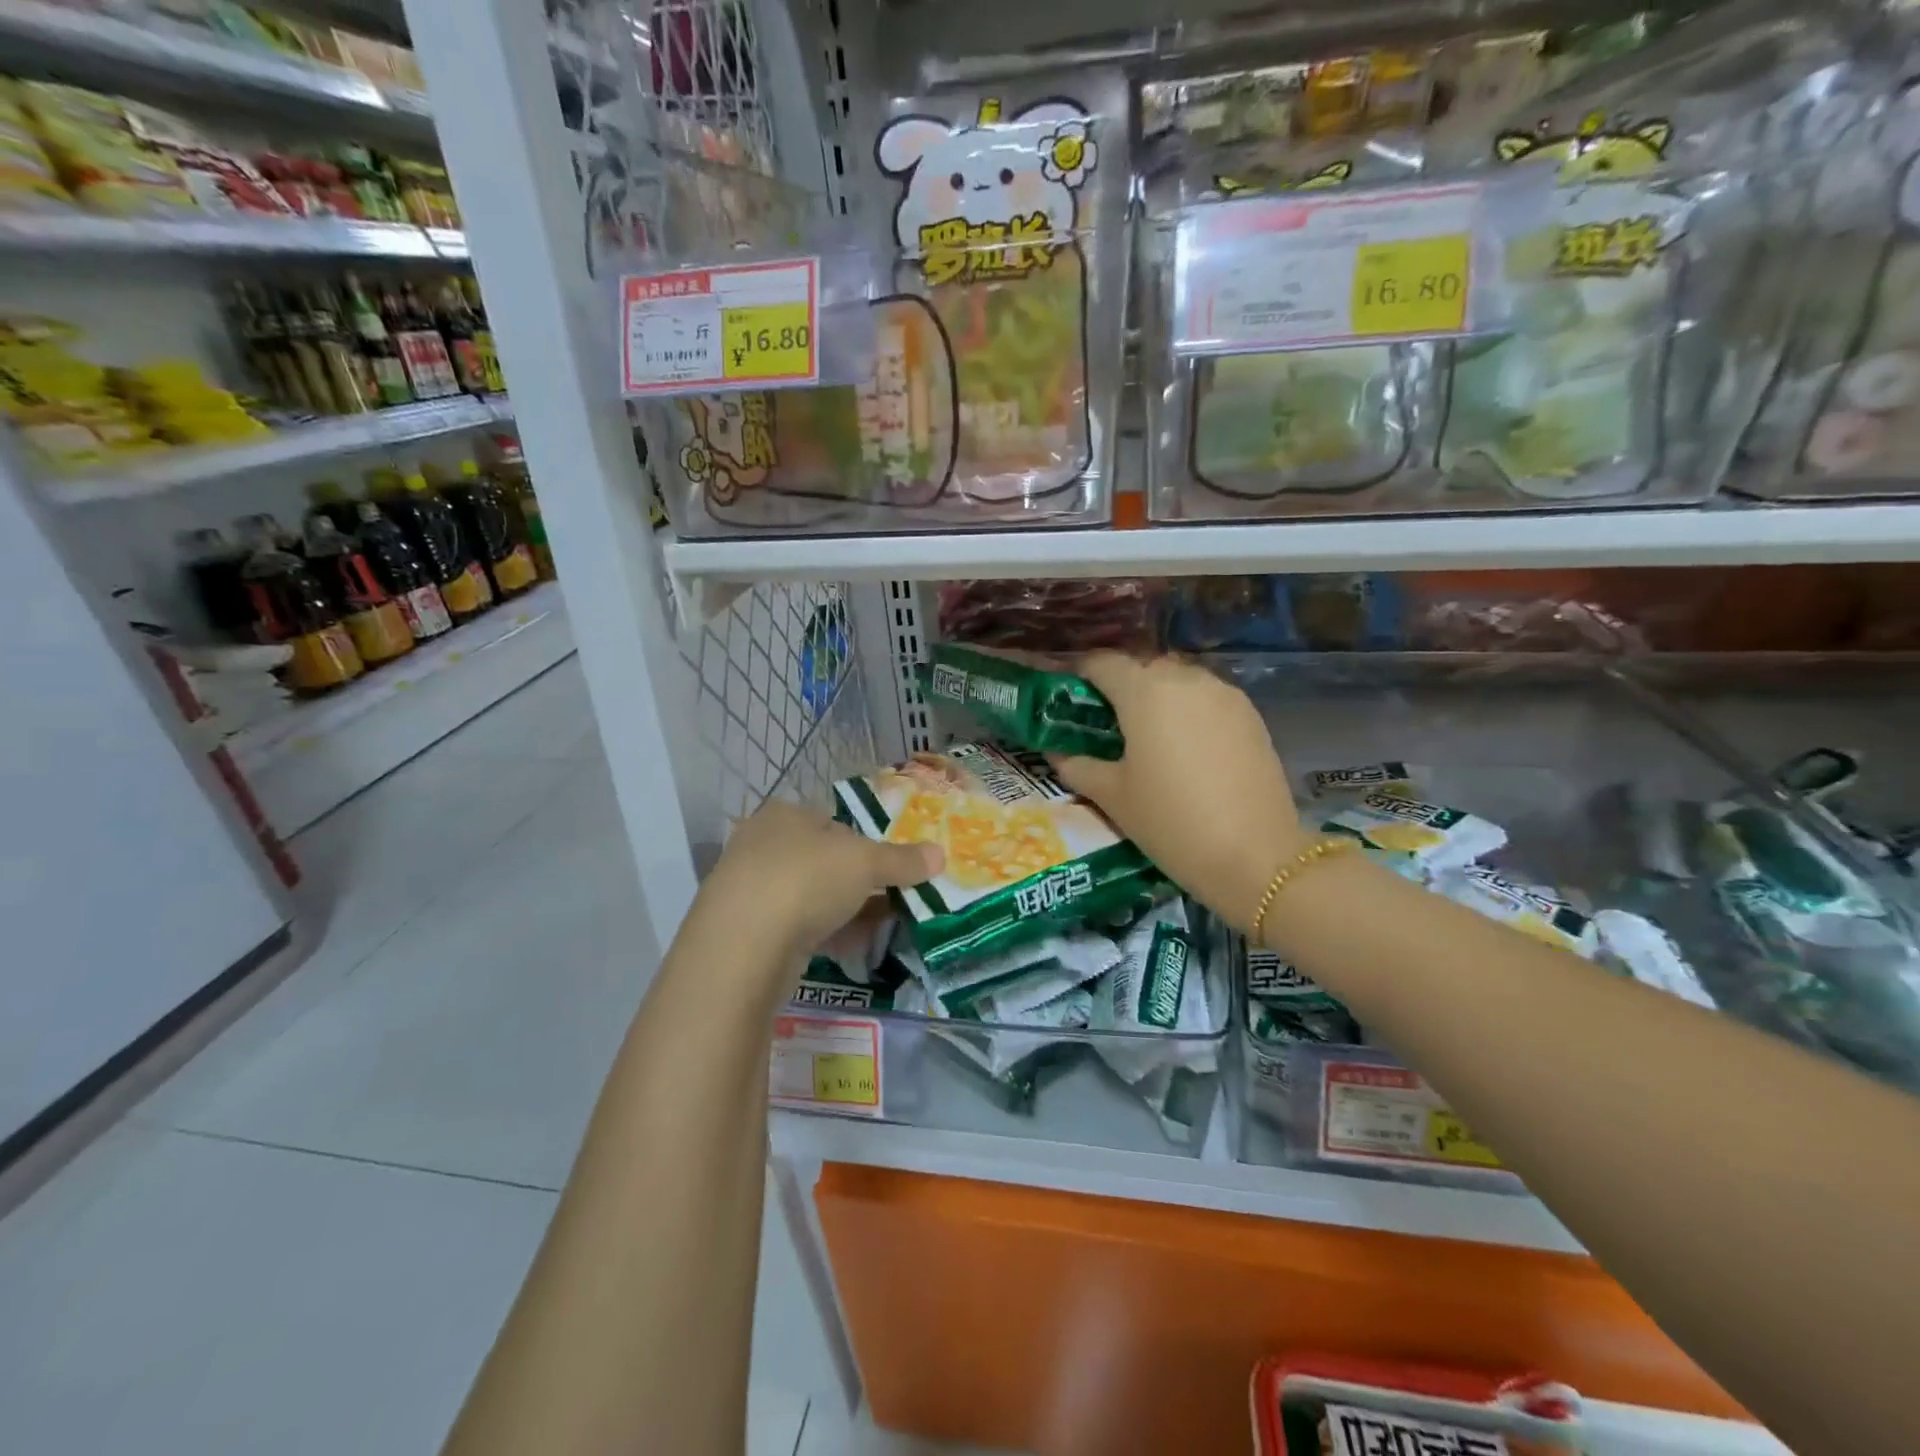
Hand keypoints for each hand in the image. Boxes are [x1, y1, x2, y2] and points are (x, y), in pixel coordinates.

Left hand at [690, 798, 940, 968]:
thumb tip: (940, 854)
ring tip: (877, 927)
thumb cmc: (806, 881)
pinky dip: (822, 934)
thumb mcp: (865, 864)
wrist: (742, 946)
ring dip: (842, 910)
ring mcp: (749, 888)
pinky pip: (794, 926)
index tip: (889, 869)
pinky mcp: (745, 930)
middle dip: (855, 881)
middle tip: (888, 901)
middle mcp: (761, 843)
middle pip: (821, 859)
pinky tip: (848, 949)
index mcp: (785, 814)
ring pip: (808, 895)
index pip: (832, 822)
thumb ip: (902, 860)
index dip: (864, 843)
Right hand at [1049, 653, 1305, 931]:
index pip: (1101, 662)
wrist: (1255, 855)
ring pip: (1178, 680)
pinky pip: (1207, 698)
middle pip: (1141, 667)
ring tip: (1145, 735)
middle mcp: (1184, 678)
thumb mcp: (1113, 796)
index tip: (1067, 698)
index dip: (1079, 674)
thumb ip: (1077, 766)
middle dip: (1119, 686)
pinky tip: (1184, 746)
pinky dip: (1188, 710)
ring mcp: (1223, 693)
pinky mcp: (1250, 713)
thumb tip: (1054, 752)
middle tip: (1104, 723)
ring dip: (1156, 696)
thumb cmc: (1170, 821)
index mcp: (1144, 691)